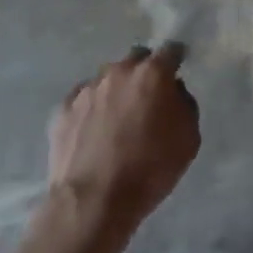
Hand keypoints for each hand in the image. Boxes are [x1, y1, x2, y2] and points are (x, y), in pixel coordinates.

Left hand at [48, 44, 199, 237]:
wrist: (93, 202)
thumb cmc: (150, 170)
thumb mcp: (189, 139)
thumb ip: (184, 104)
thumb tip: (172, 92)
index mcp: (152, 74)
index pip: (170, 50)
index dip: (176, 59)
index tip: (177, 70)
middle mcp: (118, 71)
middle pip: (135, 60)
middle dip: (143, 73)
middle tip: (147, 100)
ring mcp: (87, 89)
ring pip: (108, 80)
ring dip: (116, 92)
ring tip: (116, 122)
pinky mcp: (63, 109)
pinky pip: (83, 100)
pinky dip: (91, 110)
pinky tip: (93, 134)